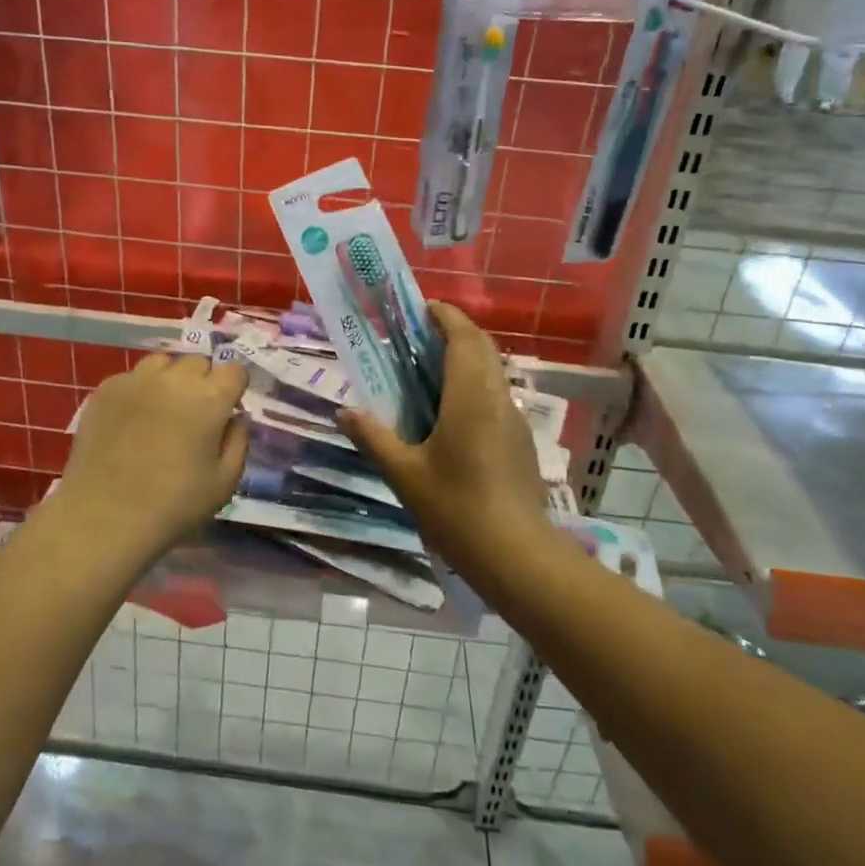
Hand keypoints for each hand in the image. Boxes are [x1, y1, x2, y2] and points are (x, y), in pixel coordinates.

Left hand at [57, 353, 249, 555]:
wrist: (104, 517)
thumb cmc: (173, 505)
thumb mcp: (224, 483)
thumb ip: (238, 442)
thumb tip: (235, 418)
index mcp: (210, 398)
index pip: (234, 370)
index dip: (234, 388)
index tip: (227, 410)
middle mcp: (174, 379)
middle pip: (198, 363)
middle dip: (203, 382)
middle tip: (195, 415)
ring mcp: (136, 380)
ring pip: (163, 363)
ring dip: (170, 380)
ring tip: (162, 410)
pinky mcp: (106, 390)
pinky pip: (131, 377)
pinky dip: (138, 391)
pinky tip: (132, 420)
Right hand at [339, 303, 550, 574]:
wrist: (517, 556)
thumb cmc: (456, 508)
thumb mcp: (404, 474)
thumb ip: (373, 438)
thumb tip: (344, 412)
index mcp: (470, 396)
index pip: (463, 336)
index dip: (444, 315)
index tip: (419, 309)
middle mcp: (497, 398)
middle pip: (482, 347)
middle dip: (454, 331)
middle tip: (418, 336)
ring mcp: (513, 419)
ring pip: (492, 371)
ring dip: (466, 358)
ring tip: (428, 370)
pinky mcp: (520, 441)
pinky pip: (496, 396)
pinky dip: (474, 385)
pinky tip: (450, 413)